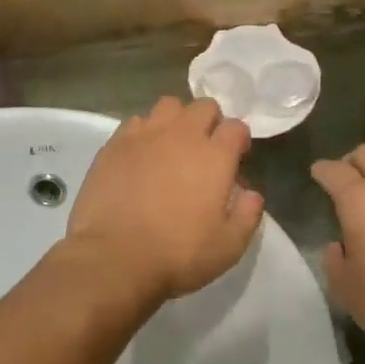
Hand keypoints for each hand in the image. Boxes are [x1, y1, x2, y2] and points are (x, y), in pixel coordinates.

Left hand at [67, 97, 264, 305]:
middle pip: (204, 106)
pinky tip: (140, 156)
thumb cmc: (177, 254)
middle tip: (205, 150)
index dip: (239, 140)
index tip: (236, 158)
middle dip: (210, 121)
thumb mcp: (228, 247)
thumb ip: (247, 215)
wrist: (113, 257)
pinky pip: (135, 122)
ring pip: (168, 106)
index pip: (236, 127)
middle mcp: (182, 135)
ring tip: (171, 146)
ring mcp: (145, 135)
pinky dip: (143, 132)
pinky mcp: (114, 144)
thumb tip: (251, 193)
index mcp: (214, 156)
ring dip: (176, 120)